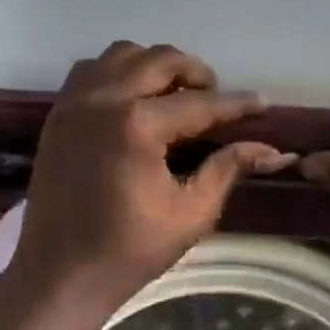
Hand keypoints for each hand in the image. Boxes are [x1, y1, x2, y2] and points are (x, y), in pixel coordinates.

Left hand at [8, 42, 294, 319]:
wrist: (59, 275)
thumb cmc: (128, 251)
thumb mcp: (190, 213)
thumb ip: (227, 169)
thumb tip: (272, 149)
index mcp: (136, 126)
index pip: (199, 104)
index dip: (235, 105)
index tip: (262, 103)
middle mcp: (102, 100)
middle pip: (160, 60)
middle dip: (196, 73)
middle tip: (215, 98)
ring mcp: (74, 103)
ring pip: (122, 55)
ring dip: (154, 65)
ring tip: (173, 94)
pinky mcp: (57, 114)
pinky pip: (90, 70)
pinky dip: (116, 72)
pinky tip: (132, 100)